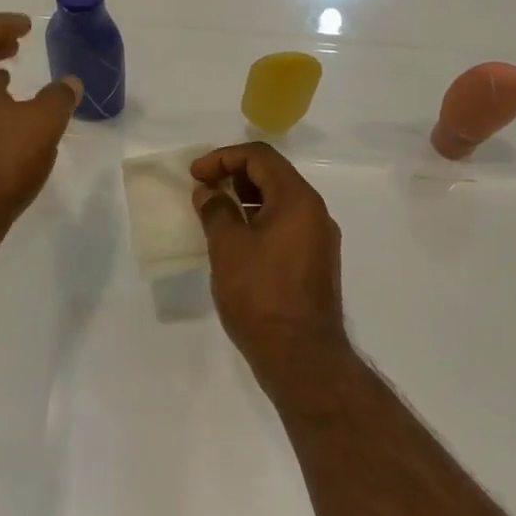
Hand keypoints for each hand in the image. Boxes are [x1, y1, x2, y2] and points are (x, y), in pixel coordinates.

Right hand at [190, 143, 346, 373]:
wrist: (302, 358)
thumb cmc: (261, 295)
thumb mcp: (228, 247)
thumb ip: (216, 210)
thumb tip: (208, 193)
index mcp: (298, 199)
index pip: (260, 157)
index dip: (223, 158)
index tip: (195, 175)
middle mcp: (315, 212)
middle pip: (273, 176)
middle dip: (234, 176)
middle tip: (203, 190)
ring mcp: (319, 239)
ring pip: (279, 202)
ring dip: (246, 200)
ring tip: (214, 213)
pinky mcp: (316, 262)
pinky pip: (286, 225)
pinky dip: (259, 221)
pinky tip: (236, 240)